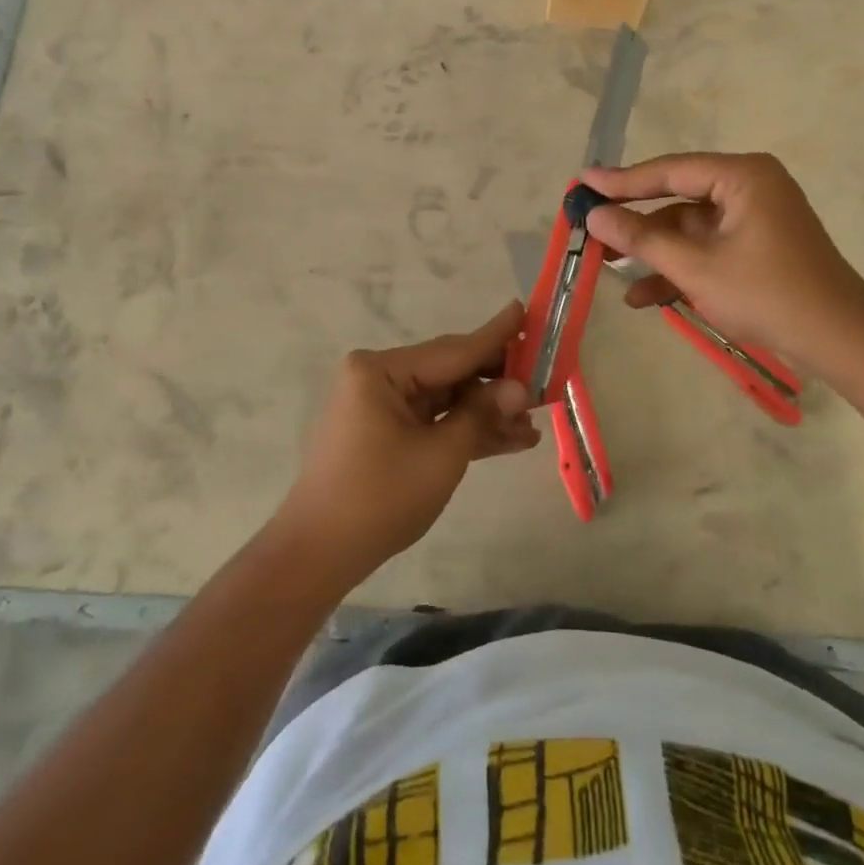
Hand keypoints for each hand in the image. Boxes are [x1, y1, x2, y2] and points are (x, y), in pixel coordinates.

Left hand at [276, 301, 540, 579]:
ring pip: (446, 400)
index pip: (454, 350)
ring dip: (486, 414)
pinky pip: (433, 422)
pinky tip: (509, 440)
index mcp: (382, 370)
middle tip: (543, 383)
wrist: (320, 554)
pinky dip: (465, 431)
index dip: (496, 336)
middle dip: (497, 384)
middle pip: (451, 372)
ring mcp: (381, 406)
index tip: (525, 310)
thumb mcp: (442, 454)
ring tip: (533, 425)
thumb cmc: (380, 497)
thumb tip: (520, 388)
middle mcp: (379, 378)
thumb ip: (482, 414)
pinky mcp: (386, 433)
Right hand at [581, 152, 863, 364]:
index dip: (623, 180)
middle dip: (637, 224)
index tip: (583, 183)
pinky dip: (681, 268)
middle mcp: (750, 187)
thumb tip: (594, 215)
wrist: (839, 340)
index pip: (670, 171)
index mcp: (743, 176)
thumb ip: (643, 238)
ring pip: (690, 229)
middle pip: (678, 199)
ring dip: (655, 253)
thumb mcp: (696, 267)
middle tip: (591, 229)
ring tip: (609, 271)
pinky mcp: (758, 246)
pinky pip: (709, 248)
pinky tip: (647, 297)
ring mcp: (755, 218)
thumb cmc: (767, 294)